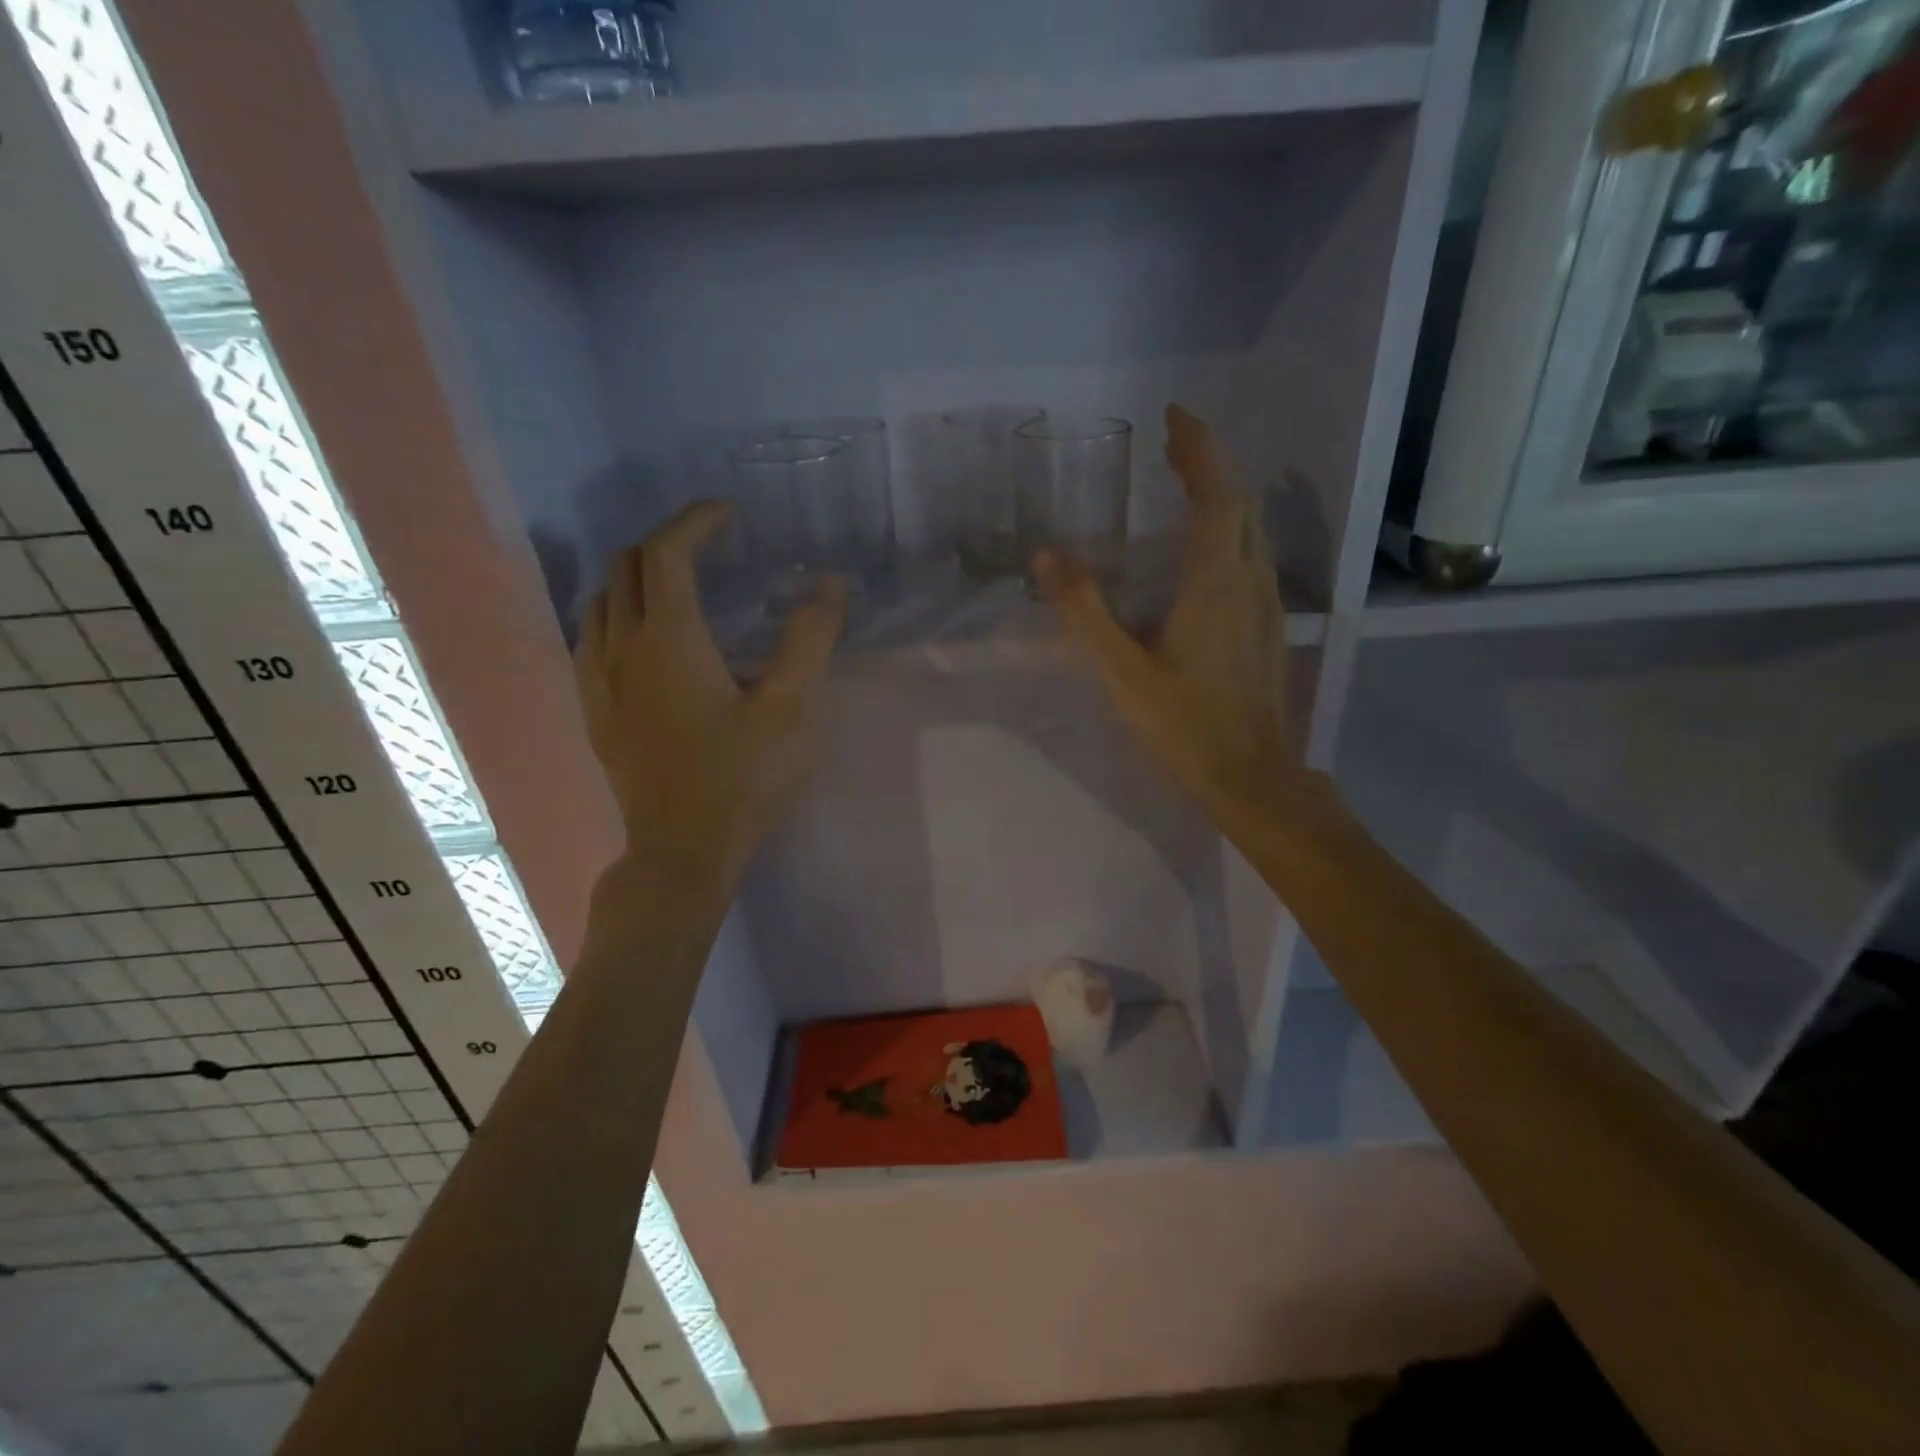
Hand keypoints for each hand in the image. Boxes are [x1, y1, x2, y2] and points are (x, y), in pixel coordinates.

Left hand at [574, 502, 845, 892]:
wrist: (682, 850)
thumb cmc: (742, 779)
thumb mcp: (792, 709)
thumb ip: (809, 640)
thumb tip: (829, 584)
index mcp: (669, 639)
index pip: (667, 552)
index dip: (696, 521)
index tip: (730, 515)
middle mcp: (621, 647)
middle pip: (626, 566)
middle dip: (667, 543)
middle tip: (712, 548)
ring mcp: (598, 680)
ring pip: (601, 600)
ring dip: (637, 577)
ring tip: (680, 587)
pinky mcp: (593, 710)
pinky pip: (591, 637)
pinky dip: (617, 614)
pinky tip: (646, 640)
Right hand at [1036, 404, 1314, 829]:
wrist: (1250, 774)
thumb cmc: (1183, 724)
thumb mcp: (1121, 671)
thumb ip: (1084, 612)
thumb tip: (1047, 556)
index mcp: (1214, 581)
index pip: (1216, 493)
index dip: (1199, 448)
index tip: (1174, 415)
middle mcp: (1249, 579)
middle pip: (1240, 501)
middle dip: (1209, 462)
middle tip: (1173, 442)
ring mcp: (1266, 602)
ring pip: (1251, 528)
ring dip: (1223, 494)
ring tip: (1187, 481)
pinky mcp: (1268, 625)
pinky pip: (1252, 555)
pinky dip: (1230, 529)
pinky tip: (1206, 548)